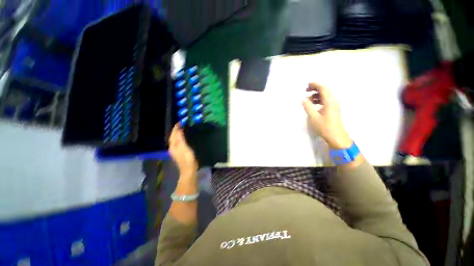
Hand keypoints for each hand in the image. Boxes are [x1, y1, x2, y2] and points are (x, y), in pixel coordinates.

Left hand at [169, 123, 197, 176]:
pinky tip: (183, 137)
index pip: (173, 134)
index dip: (176, 127)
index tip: (180, 121)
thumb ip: (180, 138)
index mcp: (173, 145)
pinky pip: (178, 142)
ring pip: (175, 139)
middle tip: (182, 124)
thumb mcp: (184, 147)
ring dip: (177, 133)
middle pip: (173, 136)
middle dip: (176, 130)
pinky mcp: (179, 152)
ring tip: (182, 129)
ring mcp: (176, 150)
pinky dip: (180, 138)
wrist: (188, 170)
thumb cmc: (187, 158)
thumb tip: (179, 129)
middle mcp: (172, 147)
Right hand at [302, 83, 351, 148]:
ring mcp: (334, 105)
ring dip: (317, 95)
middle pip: (325, 90)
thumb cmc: (325, 127)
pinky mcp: (333, 109)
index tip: (307, 84)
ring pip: (325, 96)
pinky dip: (319, 100)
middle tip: (306, 90)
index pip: (323, 89)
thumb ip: (308, 107)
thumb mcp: (313, 117)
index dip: (315, 85)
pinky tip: (313, 104)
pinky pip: (326, 101)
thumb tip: (304, 99)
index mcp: (329, 102)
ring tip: (308, 98)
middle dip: (316, 88)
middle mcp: (333, 101)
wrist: (336, 137)